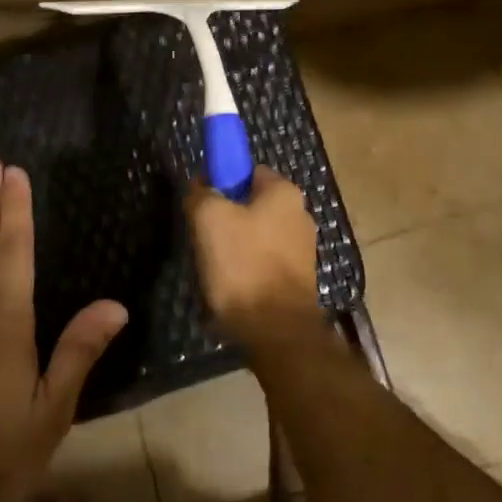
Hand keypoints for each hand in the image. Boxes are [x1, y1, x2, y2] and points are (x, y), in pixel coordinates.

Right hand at [185, 166, 321, 342]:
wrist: (276, 330)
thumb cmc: (243, 264)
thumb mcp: (208, 218)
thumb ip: (200, 193)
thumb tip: (200, 185)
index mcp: (285, 191)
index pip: (247, 171)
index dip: (220, 182)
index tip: (201, 203)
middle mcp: (300, 214)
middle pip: (251, 205)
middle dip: (226, 218)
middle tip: (203, 237)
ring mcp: (302, 249)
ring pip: (255, 236)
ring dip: (233, 247)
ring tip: (214, 267)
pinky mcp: (297, 279)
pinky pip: (263, 263)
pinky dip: (246, 270)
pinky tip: (231, 287)